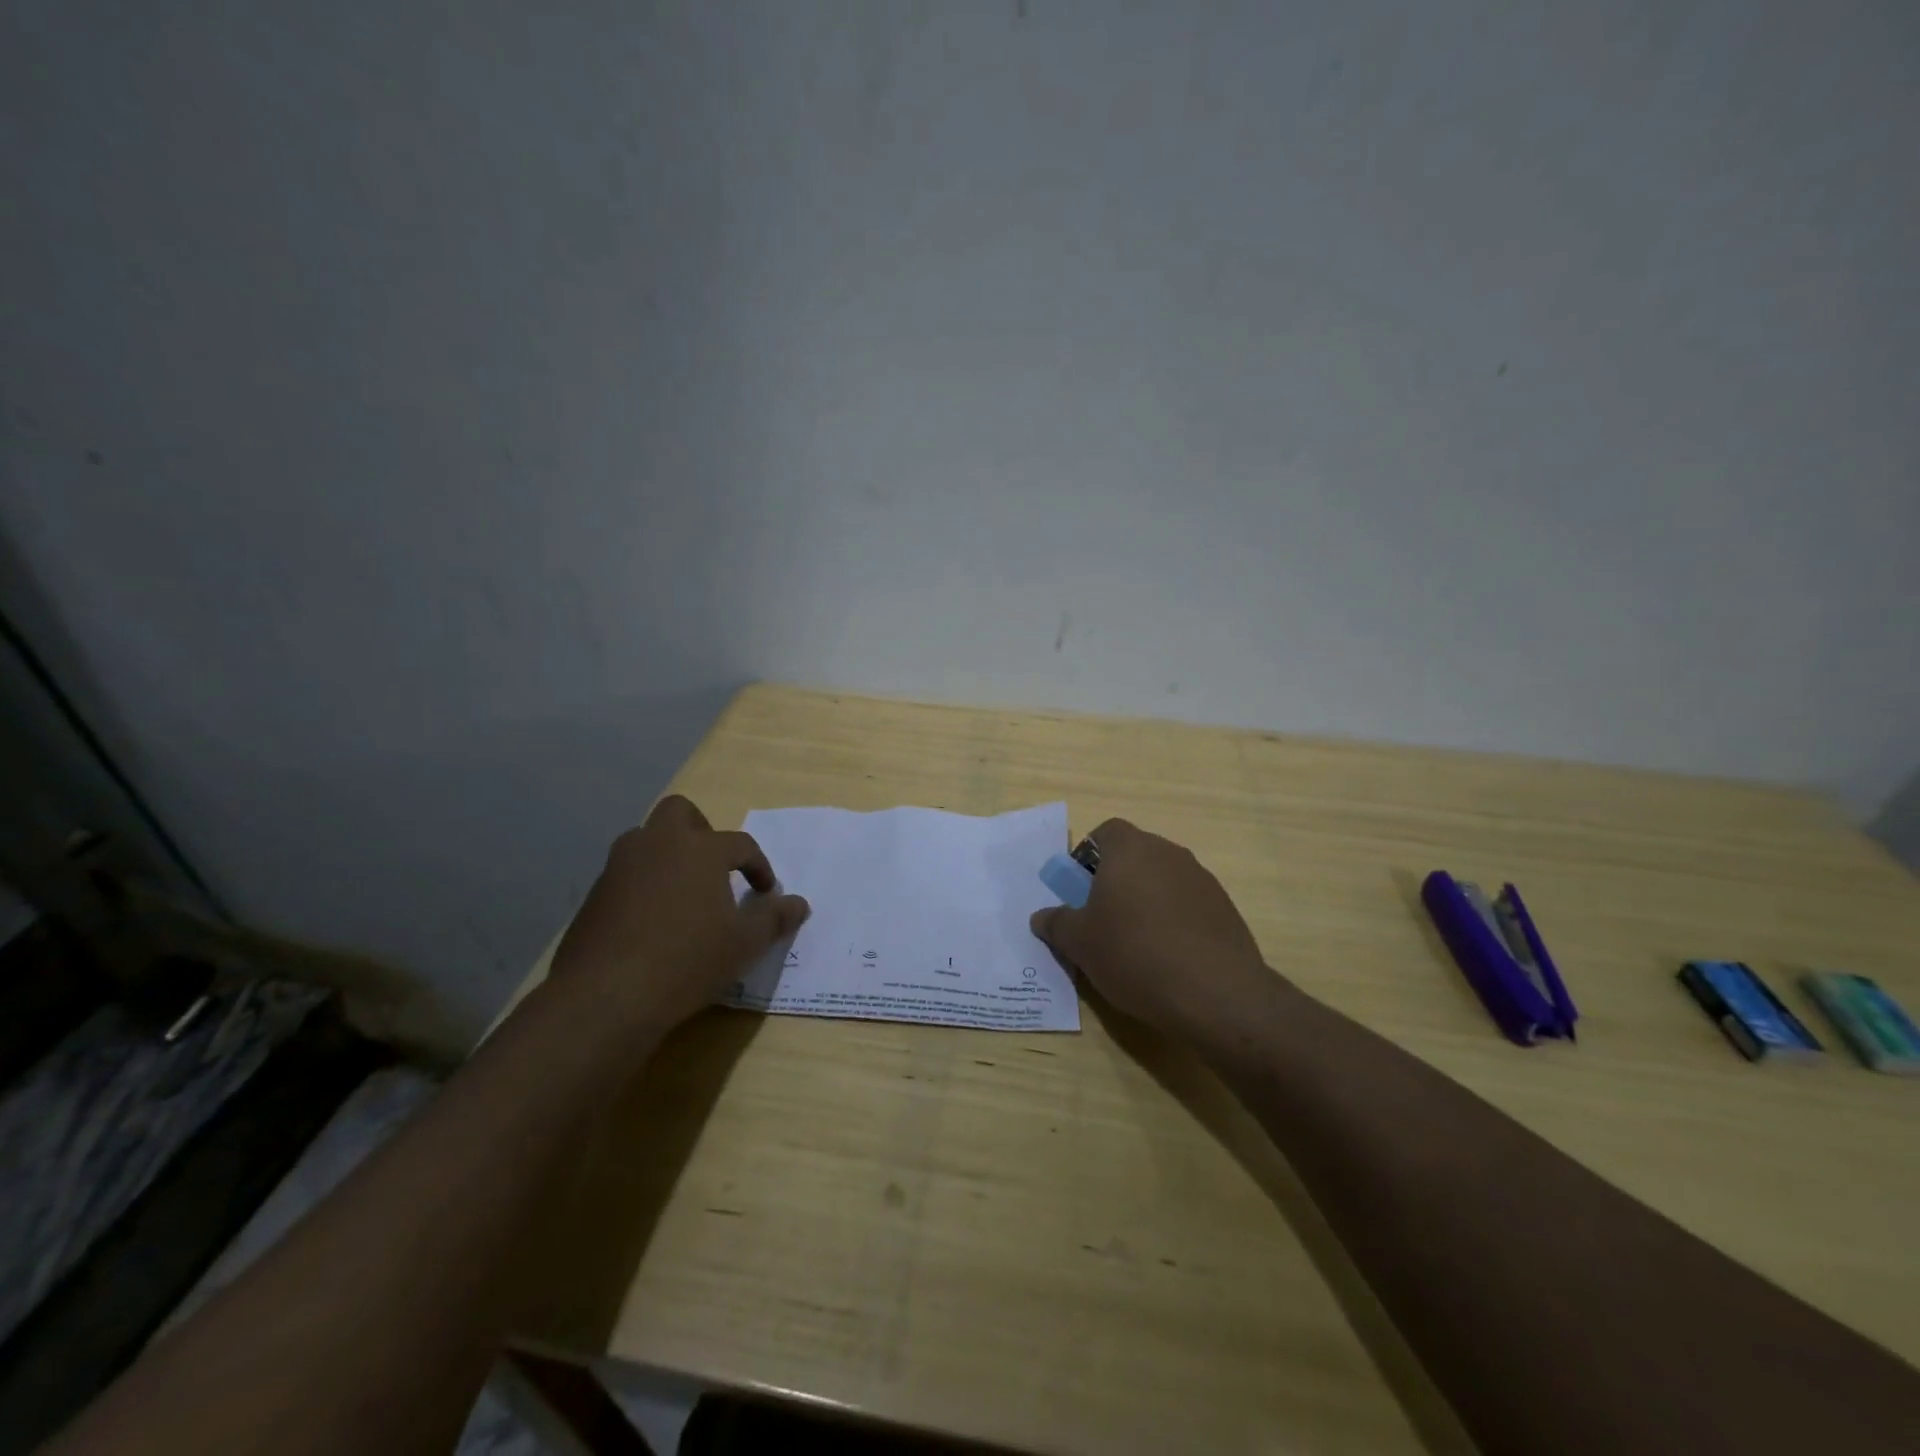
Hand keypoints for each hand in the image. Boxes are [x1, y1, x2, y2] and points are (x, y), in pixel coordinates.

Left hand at [550, 795, 809, 1033]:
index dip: (759, 866)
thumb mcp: (745, 944)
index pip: (740, 844)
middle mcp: (658, 844)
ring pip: (645, 840)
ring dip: (667, 855)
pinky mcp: (594, 894)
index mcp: (701, 849)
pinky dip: (642, 884)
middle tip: (714, 866)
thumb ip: (774, 918)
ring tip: (683, 893)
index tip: (766, 893)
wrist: (607, 996)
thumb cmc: (688, 960)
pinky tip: (652, 921)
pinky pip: (625, 873)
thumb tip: (800, 904)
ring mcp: (620, 866)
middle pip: (680, 812)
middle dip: (701, 830)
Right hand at [1029, 818, 1279, 1041]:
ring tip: (1136, 945)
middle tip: (1102, 920)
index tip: (1080, 891)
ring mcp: (1202, 879)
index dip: (1088, 857)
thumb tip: (1042, 917)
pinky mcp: (1225, 908)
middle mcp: (1168, 852)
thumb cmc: (1134, 954)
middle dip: (1115, 881)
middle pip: (1134, 855)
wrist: (1216, 994)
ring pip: (1162, 880)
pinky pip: (1187, 904)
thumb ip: (1056, 923)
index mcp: (1130, 849)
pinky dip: (1174, 921)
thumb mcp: (1079, 943)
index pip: (1105, 832)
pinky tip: (1168, 958)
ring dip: (1146, 901)